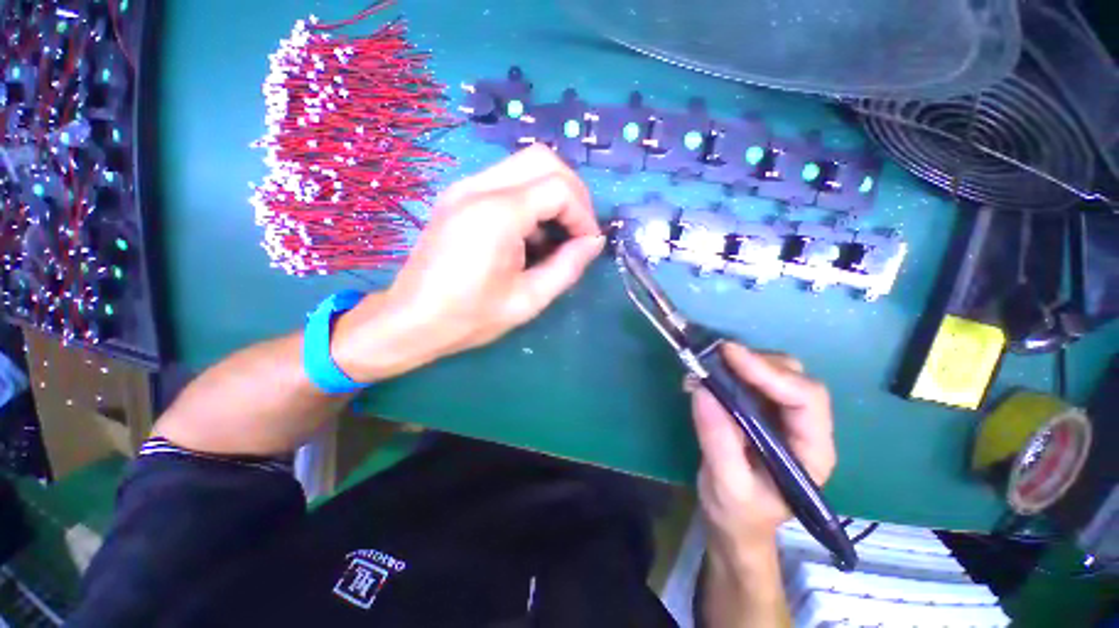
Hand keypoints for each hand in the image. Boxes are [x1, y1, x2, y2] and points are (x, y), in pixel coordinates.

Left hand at [333, 145, 603, 381]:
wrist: (410, 321)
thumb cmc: (469, 317)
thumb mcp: (528, 300)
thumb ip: (568, 267)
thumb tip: (594, 242)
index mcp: (496, 215)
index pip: (558, 187)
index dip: (583, 214)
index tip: (588, 243)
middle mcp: (478, 188)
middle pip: (543, 159)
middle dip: (572, 192)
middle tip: (578, 229)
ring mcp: (464, 187)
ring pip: (525, 165)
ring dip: (551, 193)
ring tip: (557, 234)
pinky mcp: (458, 196)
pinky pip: (506, 180)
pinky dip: (530, 198)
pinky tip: (530, 234)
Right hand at [690, 344, 835, 555]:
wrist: (735, 522)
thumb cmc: (739, 513)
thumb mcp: (728, 486)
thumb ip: (718, 441)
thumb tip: (702, 389)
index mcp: (812, 450)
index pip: (805, 399)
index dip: (769, 372)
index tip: (729, 355)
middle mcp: (803, 427)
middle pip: (792, 377)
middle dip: (755, 363)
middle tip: (714, 357)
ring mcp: (781, 416)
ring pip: (772, 372)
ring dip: (738, 364)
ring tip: (704, 368)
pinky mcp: (758, 410)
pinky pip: (747, 380)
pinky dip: (725, 372)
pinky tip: (703, 377)